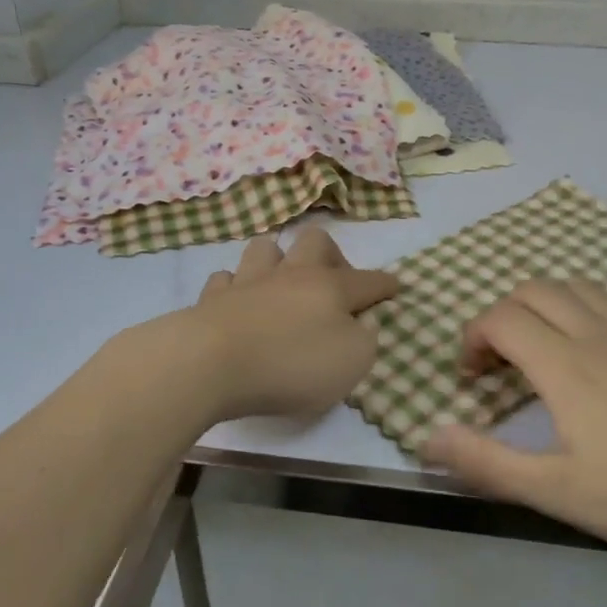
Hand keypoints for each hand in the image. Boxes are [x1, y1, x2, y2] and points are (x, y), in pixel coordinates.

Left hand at [178, 227, 398, 421]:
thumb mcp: (351, 363)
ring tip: (281, 279)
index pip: (368, 280)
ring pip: (266, 249)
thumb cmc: (291, 365)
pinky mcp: (213, 297)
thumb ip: (365, 340)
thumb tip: (365, 322)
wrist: (211, 363)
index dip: (384, 284)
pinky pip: (226, 279)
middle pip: (315, 242)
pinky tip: (238, 300)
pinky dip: (236, 286)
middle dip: (330, 254)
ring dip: (277, 259)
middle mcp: (291, 274)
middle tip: (333, 281)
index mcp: (330, 288)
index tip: (395, 287)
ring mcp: (249, 281)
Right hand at [418, 279, 606, 585]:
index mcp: (566, 364)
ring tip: (541, 350)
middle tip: (499, 364)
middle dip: (501, 317)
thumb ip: (484, 462)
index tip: (472, 376)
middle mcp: (598, 331)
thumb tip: (426, 439)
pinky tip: (591, 351)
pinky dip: (581, 307)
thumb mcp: (553, 490)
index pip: (501, 318)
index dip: (473, 338)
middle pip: (532, 291)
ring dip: (542, 306)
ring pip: (573, 286)